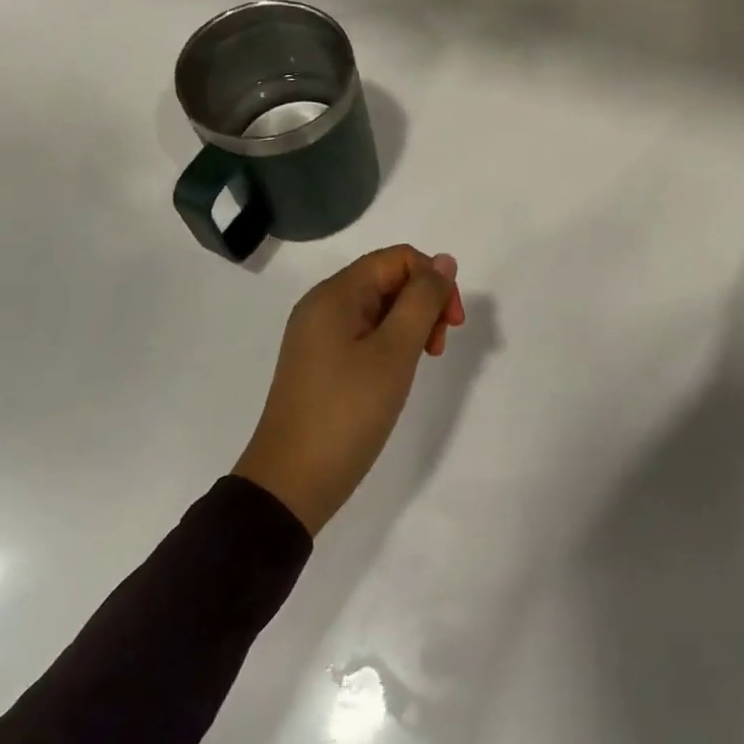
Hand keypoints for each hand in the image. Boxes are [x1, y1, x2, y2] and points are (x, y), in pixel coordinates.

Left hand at [234, 246, 466, 534]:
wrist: (290, 485)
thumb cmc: (346, 412)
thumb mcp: (394, 352)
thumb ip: (422, 301)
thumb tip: (443, 262)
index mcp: (335, 295)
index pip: (397, 258)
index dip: (433, 280)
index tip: (452, 322)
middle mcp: (323, 306)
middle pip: (388, 279)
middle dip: (424, 303)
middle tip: (439, 347)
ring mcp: (319, 336)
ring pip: (379, 308)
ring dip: (411, 324)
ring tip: (425, 360)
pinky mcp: (321, 364)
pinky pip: (365, 334)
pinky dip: (391, 344)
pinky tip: (399, 372)